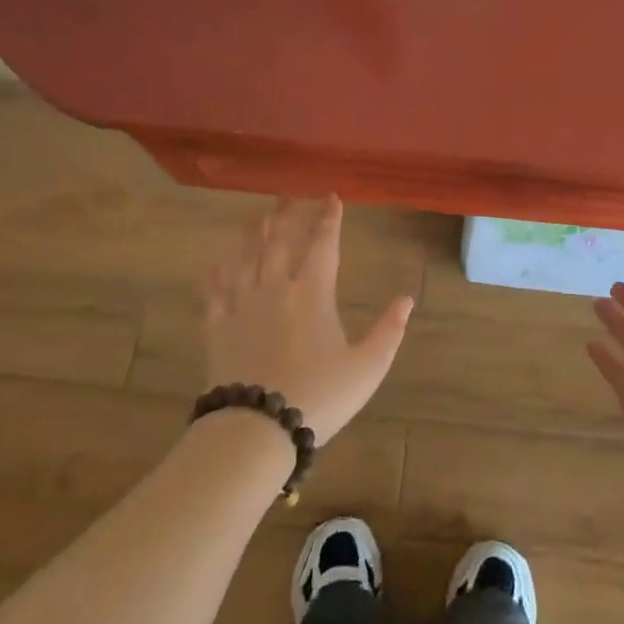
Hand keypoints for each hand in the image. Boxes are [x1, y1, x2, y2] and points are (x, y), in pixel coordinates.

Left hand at [202, 196, 414, 441]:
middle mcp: (275, 289)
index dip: (329, 220)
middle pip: (279, 242)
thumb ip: (389, 330)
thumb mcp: (367, 367)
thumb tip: (407, 298)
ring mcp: (242, 306)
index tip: (331, 197)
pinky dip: (217, 274)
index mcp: (313, 294)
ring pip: (246, 259)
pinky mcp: (217, 328)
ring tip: (257, 216)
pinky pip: (215, 292)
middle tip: (288, 195)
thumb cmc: (319, 397)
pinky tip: (217, 263)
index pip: (324, 245)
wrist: (256, 428)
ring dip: (252, 235)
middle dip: (287, 216)